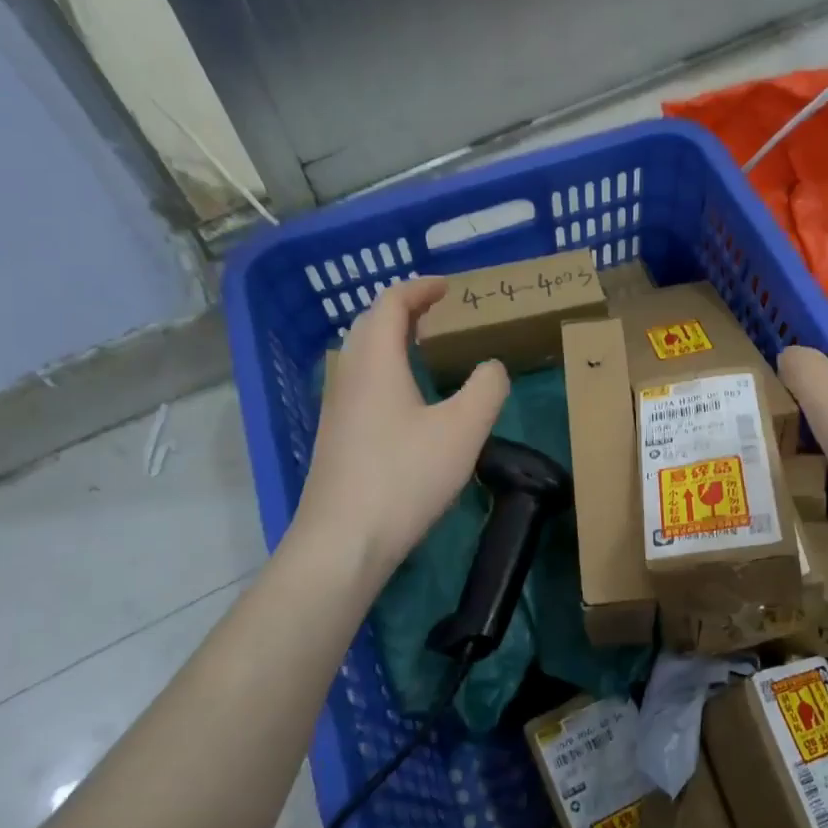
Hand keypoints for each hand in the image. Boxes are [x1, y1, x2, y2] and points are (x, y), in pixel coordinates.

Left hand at [296, 278, 509, 583]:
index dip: (420, 288)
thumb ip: (486, 388)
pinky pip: (362, 383)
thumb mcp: (463, 429)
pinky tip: (410, 401)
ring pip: (362, 356)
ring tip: (428, 350)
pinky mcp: (337, 437)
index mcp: (375, 360)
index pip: (391, 303)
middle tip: (439, 314)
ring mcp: (336, 408)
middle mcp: (348, 375)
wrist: (344, 541)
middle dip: (404, 310)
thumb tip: (491, 367)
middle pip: (370, 324)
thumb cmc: (405, 476)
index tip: (448, 287)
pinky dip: (387, 371)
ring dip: (393, 341)